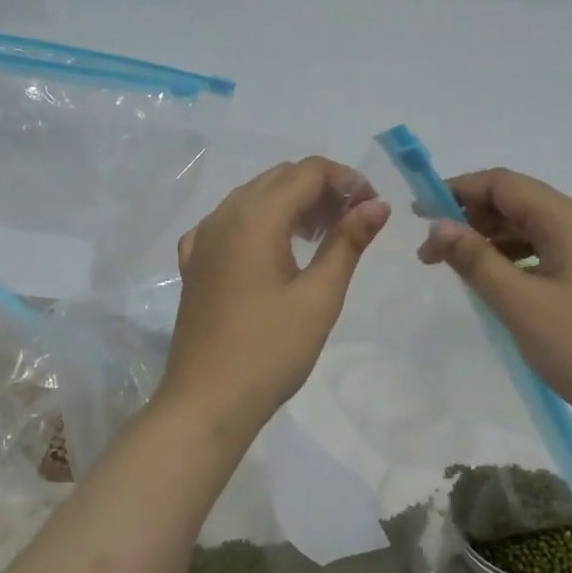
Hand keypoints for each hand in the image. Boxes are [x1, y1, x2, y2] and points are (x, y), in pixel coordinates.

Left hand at [158, 158, 388, 439]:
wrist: (207, 401)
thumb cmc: (271, 350)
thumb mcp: (319, 296)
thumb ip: (348, 242)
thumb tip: (377, 205)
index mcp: (254, 217)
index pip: (306, 172)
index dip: (346, 180)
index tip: (373, 207)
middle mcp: (223, 216)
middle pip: (278, 179)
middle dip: (320, 190)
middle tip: (353, 223)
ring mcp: (202, 240)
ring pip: (252, 199)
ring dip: (291, 205)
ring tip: (322, 237)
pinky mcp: (194, 265)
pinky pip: (228, 225)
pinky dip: (258, 224)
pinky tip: (273, 251)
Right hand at [418, 168, 571, 449]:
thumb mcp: (521, 304)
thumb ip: (476, 260)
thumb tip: (438, 225)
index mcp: (570, 221)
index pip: (505, 184)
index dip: (457, 190)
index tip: (418, 213)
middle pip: (520, 204)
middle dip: (472, 219)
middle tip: (431, 253)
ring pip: (534, 232)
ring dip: (492, 242)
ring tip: (457, 270)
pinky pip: (549, 257)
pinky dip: (516, 262)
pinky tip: (497, 287)